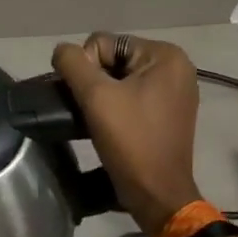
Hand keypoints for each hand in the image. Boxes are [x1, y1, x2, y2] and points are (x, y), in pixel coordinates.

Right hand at [52, 33, 202, 235]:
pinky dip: (115, 106)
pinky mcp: (168, 112)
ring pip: (119, 78)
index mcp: (165, 56)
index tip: (91, 100)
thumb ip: (72, 63)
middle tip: (90, 111)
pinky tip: (108, 125)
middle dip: (95, 82)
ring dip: (102, 95)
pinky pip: (131, 95)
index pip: (104, 43)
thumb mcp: (95, 96)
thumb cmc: (130, 140)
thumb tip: (62, 51)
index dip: (87, 68)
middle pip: (112, 58)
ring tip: (96, 119)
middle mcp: (176, 67)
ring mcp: (174, 91)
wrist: (156, 193)